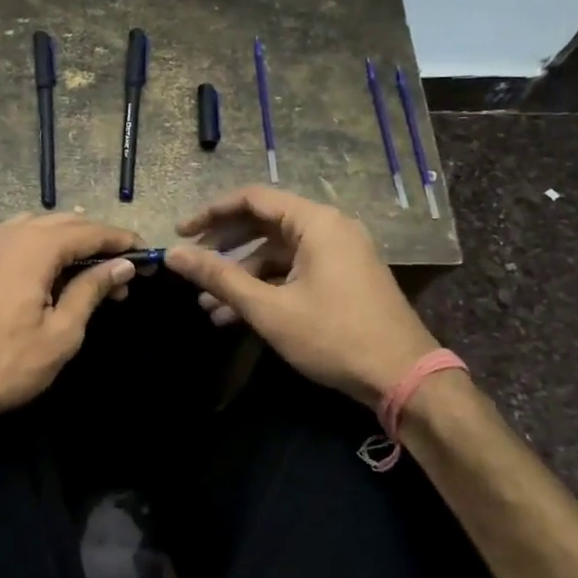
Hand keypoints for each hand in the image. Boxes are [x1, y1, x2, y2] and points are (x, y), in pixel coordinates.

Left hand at [0, 213, 138, 431]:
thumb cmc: (3, 365)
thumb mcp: (60, 334)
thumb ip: (91, 291)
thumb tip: (121, 265)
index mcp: (33, 248)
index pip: (88, 231)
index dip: (119, 240)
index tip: (145, 252)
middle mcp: (6, 236)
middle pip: (61, 222)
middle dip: (94, 239)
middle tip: (120, 268)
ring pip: (33, 226)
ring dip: (64, 239)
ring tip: (86, 265)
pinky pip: (10, 238)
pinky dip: (36, 245)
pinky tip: (44, 270)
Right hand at [163, 187, 438, 408]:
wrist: (403, 378)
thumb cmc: (333, 336)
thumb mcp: (269, 308)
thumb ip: (219, 277)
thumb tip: (174, 254)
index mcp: (316, 223)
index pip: (253, 199)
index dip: (211, 212)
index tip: (181, 233)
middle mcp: (329, 229)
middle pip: (263, 225)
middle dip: (223, 248)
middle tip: (190, 267)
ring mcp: (338, 255)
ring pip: (276, 254)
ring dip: (241, 276)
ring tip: (206, 305)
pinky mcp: (341, 280)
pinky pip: (293, 272)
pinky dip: (265, 288)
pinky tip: (235, 317)